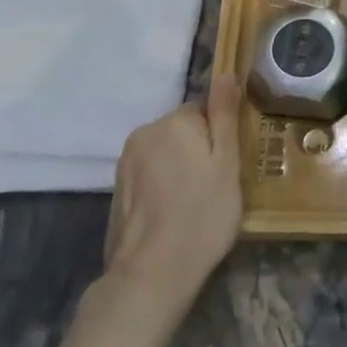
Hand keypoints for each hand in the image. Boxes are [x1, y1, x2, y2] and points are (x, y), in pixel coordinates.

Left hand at [103, 74, 244, 308]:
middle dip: (198, 150)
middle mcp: (144, 133)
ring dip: (180, 168)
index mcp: (173, 122)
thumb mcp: (226, 163)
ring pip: (165, 153)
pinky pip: (150, 174)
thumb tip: (225, 73)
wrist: (152, 273)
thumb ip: (224, 115)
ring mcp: (126, 162)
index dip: (220, 136)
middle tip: (216, 187)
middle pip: (182, 130)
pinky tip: (174, 213)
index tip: (228, 165)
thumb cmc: (202, 215)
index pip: (204, 110)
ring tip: (195, 203)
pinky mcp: (117, 189)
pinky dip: (163, 186)